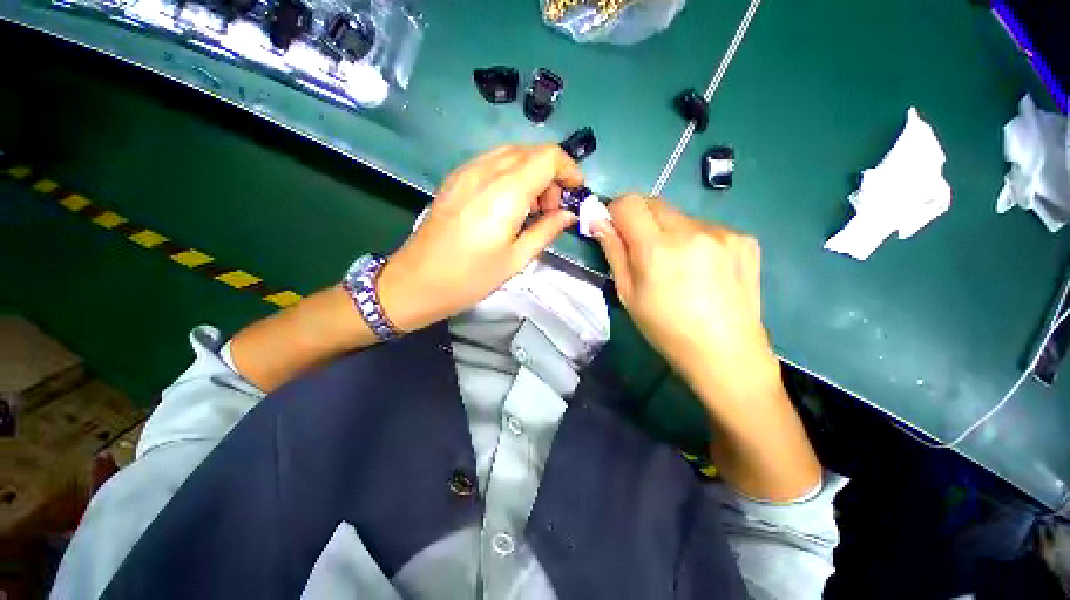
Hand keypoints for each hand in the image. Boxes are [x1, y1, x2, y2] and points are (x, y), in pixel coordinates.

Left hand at [378, 145, 580, 331]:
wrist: (417, 281)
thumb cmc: (470, 277)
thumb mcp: (515, 259)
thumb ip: (546, 231)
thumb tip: (568, 215)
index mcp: (505, 193)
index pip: (548, 157)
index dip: (569, 169)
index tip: (575, 193)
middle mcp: (486, 171)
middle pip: (532, 151)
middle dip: (552, 174)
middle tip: (551, 210)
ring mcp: (467, 171)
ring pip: (512, 154)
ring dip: (532, 173)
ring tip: (531, 208)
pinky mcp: (455, 178)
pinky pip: (492, 162)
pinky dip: (511, 174)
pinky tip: (508, 202)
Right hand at [592, 195, 780, 401]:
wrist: (724, 351)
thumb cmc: (666, 328)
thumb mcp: (628, 294)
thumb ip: (613, 252)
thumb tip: (597, 221)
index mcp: (657, 249)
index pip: (629, 203)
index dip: (616, 210)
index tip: (615, 228)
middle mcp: (692, 231)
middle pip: (655, 202)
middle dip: (640, 219)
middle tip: (642, 249)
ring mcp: (723, 232)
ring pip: (680, 216)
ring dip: (669, 231)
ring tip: (677, 264)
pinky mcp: (744, 238)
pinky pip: (706, 227)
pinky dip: (695, 240)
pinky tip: (702, 268)